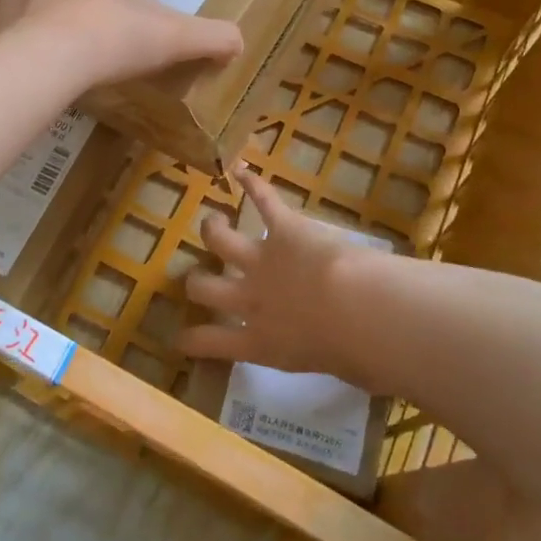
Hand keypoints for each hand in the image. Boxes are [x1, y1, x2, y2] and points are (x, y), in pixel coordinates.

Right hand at [177, 167, 378, 384]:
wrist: (355, 309)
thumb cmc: (355, 351)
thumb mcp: (344, 370)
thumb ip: (338, 362)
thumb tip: (362, 366)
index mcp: (262, 343)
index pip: (213, 343)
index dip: (191, 339)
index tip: (179, 338)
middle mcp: (252, 301)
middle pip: (205, 288)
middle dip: (196, 283)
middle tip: (197, 278)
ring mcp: (262, 261)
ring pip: (221, 241)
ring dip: (214, 230)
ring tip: (212, 223)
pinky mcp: (283, 229)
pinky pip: (264, 202)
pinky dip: (253, 185)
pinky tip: (242, 171)